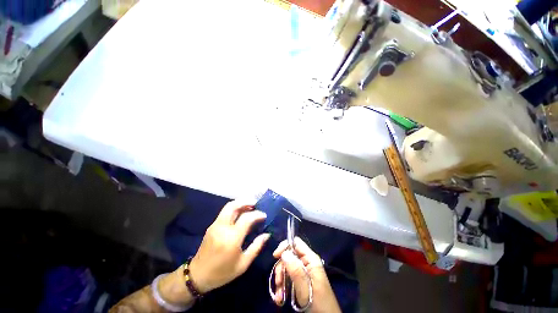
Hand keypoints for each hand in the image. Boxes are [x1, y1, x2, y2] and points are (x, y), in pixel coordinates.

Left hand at [189, 199, 269, 292]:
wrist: (198, 276)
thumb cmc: (222, 272)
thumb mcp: (243, 264)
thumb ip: (256, 247)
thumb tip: (267, 234)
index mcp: (231, 238)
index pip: (246, 218)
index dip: (257, 214)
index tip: (264, 215)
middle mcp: (223, 228)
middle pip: (234, 206)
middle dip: (246, 201)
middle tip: (256, 203)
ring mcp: (215, 225)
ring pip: (228, 206)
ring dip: (240, 203)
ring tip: (250, 206)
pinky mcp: (212, 225)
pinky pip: (225, 212)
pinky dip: (234, 208)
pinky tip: (240, 213)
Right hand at [272, 237, 340, 312]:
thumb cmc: (318, 303)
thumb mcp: (305, 288)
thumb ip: (295, 269)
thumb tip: (284, 252)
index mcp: (310, 259)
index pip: (296, 243)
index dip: (285, 246)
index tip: (275, 256)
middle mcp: (306, 263)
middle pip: (289, 256)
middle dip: (281, 268)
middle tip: (278, 282)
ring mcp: (303, 272)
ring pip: (286, 268)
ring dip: (280, 280)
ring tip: (279, 295)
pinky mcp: (300, 281)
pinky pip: (288, 278)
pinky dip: (282, 287)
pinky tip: (280, 298)